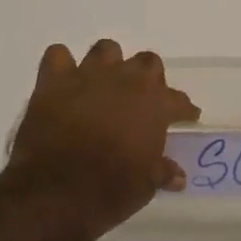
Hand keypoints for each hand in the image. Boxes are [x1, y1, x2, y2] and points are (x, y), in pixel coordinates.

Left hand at [2, 41, 199, 236]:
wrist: (56, 190)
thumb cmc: (110, 190)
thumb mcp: (145, 186)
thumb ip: (162, 171)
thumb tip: (177, 175)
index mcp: (154, 105)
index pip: (178, 100)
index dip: (184, 110)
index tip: (186, 117)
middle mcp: (125, 81)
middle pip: (147, 63)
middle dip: (148, 78)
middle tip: (142, 101)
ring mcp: (88, 76)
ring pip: (106, 50)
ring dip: (109, 64)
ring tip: (105, 85)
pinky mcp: (54, 80)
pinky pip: (59, 56)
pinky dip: (62, 66)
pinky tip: (64, 83)